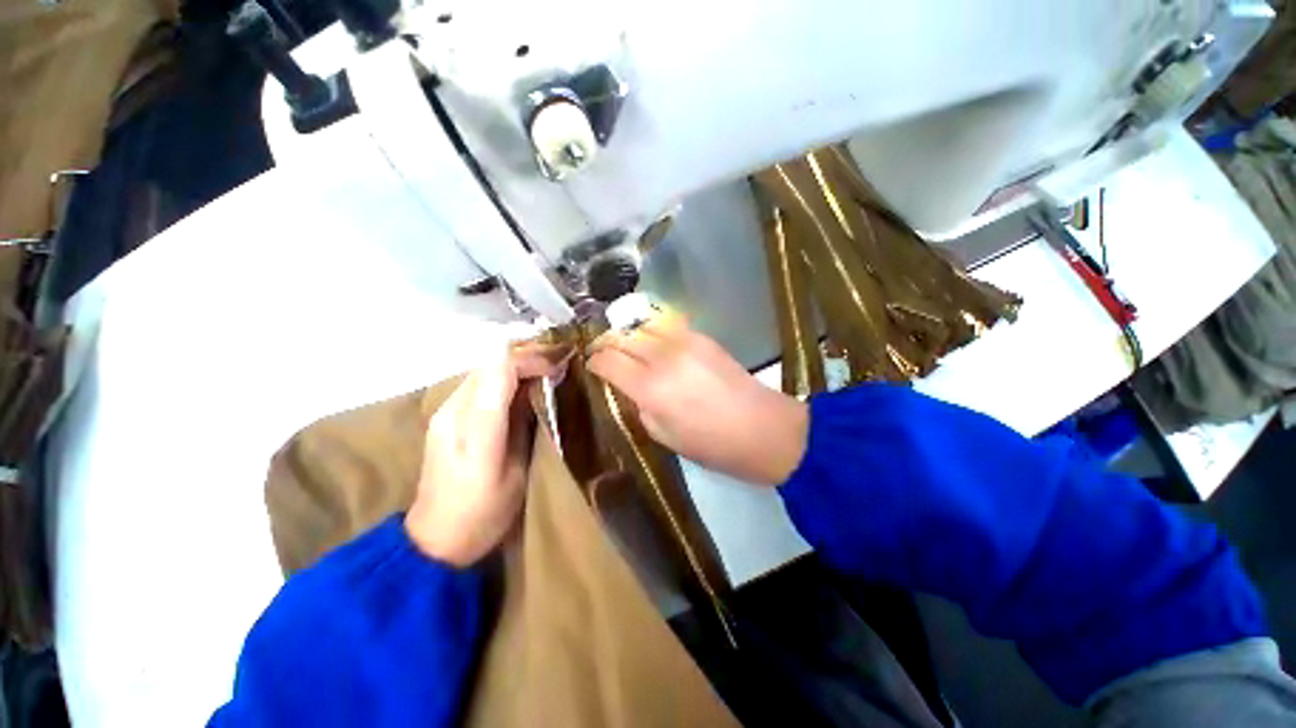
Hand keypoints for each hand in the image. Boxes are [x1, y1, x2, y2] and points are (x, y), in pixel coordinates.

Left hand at [405, 343, 567, 566]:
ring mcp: (444, 412)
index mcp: (474, 429)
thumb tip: (539, 388)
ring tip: (544, 375)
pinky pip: (478, 383)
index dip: (533, 361)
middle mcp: (452, 411)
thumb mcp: (517, 473)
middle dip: (527, 359)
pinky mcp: (444, 416)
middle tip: (556, 367)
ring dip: (516, 366)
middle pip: (490, 363)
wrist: (434, 539)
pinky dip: (503, 378)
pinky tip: (521, 389)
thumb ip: (525, 425)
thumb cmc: (484, 513)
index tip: (559, 366)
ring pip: (484, 370)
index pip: (501, 371)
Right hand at [588, 313, 807, 485]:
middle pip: (621, 336)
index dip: (594, 361)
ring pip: (643, 325)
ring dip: (628, 333)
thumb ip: (638, 405)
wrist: (762, 428)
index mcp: (650, 387)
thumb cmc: (711, 444)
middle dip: (605, 342)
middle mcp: (663, 356)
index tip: (591, 365)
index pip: (608, 360)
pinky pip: (667, 327)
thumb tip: (629, 386)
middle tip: (601, 352)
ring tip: (625, 345)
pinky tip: (653, 345)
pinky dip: (652, 332)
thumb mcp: (663, 435)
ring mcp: (685, 342)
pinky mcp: (703, 337)